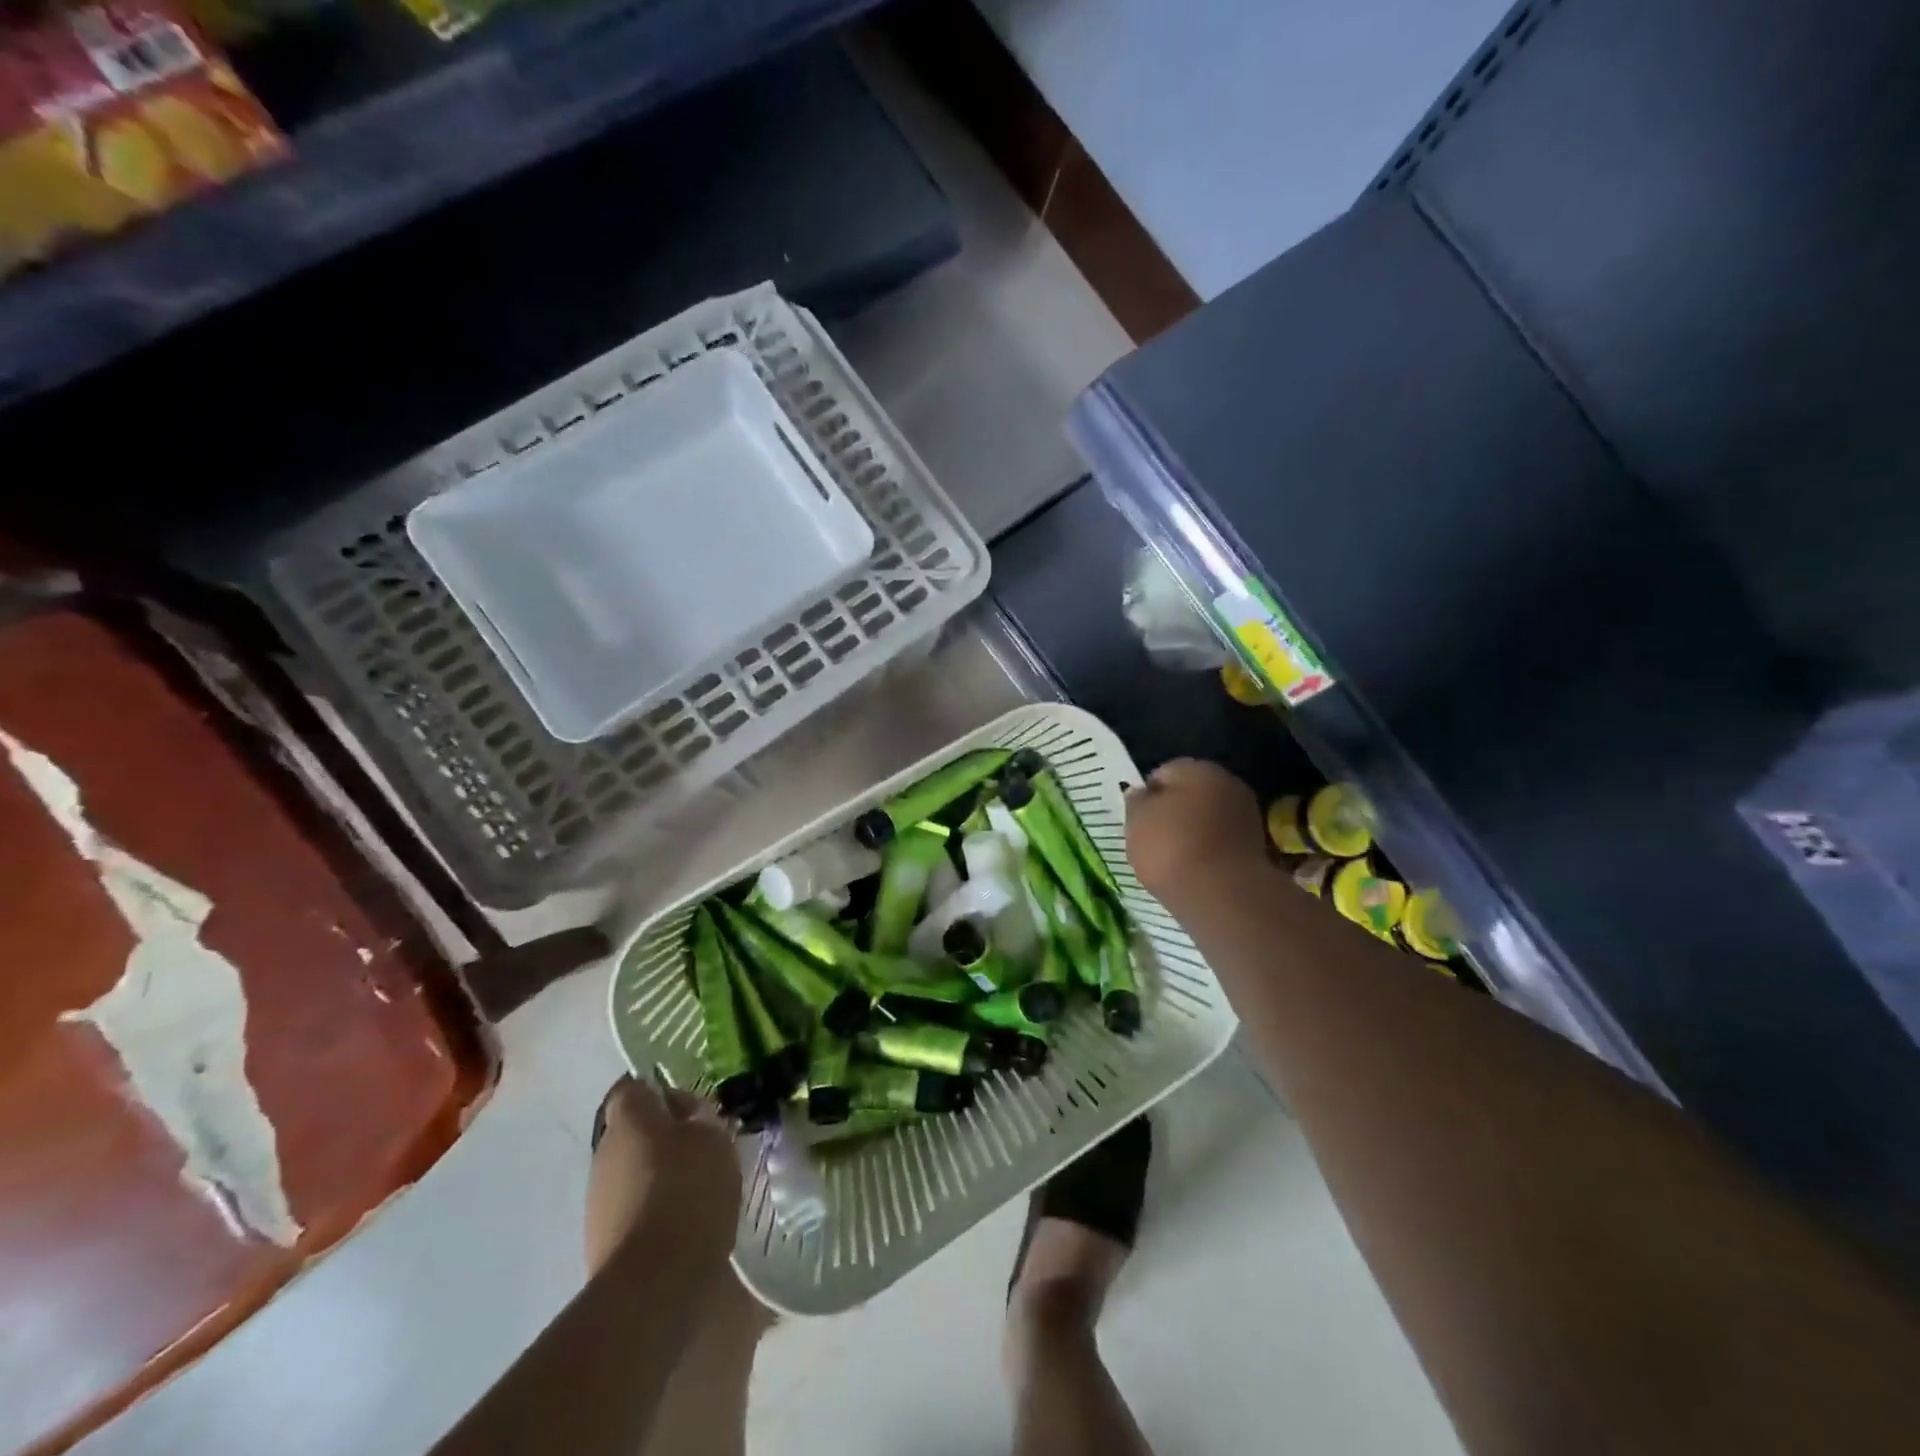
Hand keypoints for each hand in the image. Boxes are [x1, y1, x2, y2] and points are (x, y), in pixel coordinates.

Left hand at [585, 1076, 740, 1276]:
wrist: (654, 1284)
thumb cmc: (688, 1192)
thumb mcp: (713, 1139)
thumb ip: (699, 1118)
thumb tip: (686, 1115)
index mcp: (628, 1119)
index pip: (633, 1087)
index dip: (661, 1092)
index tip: (692, 1108)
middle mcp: (603, 1153)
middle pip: (633, 1131)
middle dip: (665, 1136)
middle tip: (704, 1147)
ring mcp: (597, 1201)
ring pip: (632, 1171)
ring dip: (660, 1174)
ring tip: (699, 1188)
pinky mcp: (601, 1241)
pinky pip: (633, 1208)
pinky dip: (655, 1209)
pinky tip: (684, 1223)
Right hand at [1125, 759, 1266, 907]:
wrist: (1224, 895)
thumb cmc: (1172, 848)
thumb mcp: (1137, 821)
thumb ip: (1136, 802)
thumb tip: (1141, 793)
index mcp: (1197, 768)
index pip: (1164, 772)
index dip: (1147, 795)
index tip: (1137, 820)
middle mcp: (1228, 783)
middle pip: (1191, 795)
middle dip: (1173, 813)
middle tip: (1152, 839)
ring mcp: (1247, 816)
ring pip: (1208, 819)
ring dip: (1192, 834)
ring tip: (1172, 861)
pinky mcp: (1256, 847)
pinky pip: (1221, 843)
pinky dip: (1208, 853)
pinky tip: (1194, 872)